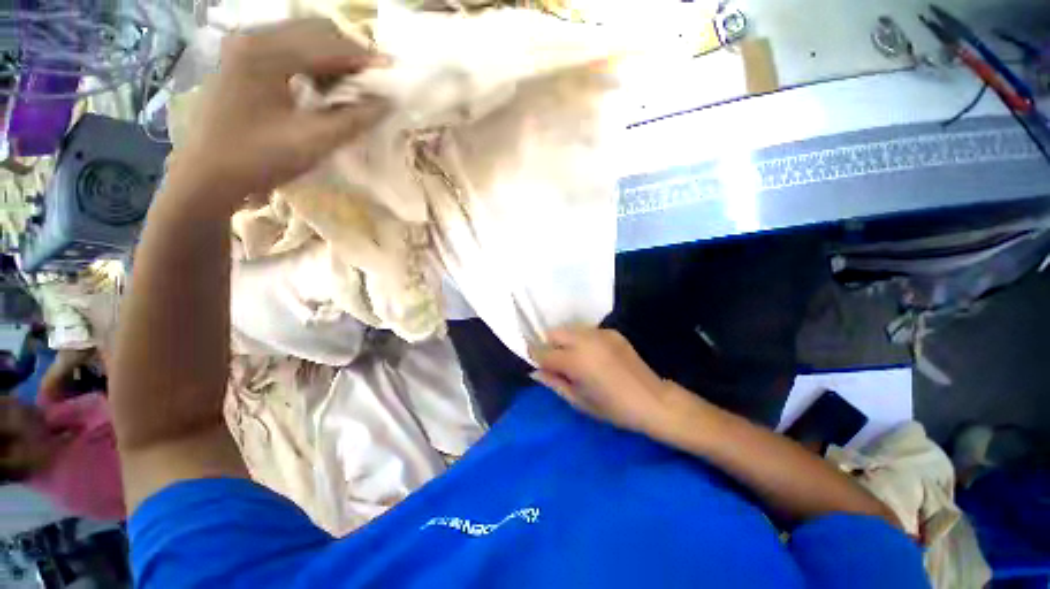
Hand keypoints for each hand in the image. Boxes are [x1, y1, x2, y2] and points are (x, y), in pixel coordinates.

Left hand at [169, 19, 389, 207]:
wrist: (207, 175)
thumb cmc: (258, 159)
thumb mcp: (313, 141)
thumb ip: (354, 120)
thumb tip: (386, 103)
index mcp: (266, 53)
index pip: (327, 44)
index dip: (364, 57)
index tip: (391, 70)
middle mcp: (252, 37)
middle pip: (313, 30)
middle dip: (347, 53)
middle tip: (370, 81)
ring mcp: (243, 46)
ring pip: (300, 37)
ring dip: (330, 58)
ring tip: (347, 87)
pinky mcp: (240, 60)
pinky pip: (286, 48)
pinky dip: (310, 63)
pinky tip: (319, 87)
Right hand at [530, 328, 688, 434]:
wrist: (653, 400)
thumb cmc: (613, 408)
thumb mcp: (578, 401)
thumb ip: (554, 383)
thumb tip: (535, 372)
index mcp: (575, 360)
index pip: (543, 351)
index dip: (535, 357)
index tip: (537, 364)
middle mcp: (585, 340)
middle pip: (554, 332)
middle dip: (549, 345)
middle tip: (557, 363)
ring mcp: (600, 333)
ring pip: (569, 329)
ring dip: (565, 341)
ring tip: (575, 359)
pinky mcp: (612, 332)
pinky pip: (587, 331)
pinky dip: (582, 339)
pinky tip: (593, 355)